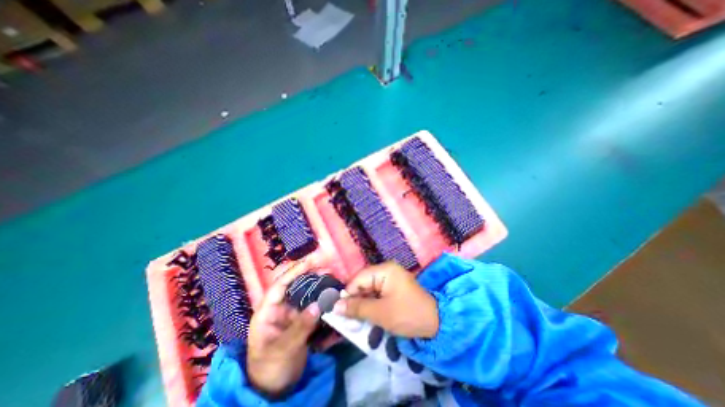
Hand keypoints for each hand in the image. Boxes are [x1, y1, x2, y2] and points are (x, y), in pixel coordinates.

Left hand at [247, 260, 318, 397]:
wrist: (275, 389)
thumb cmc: (270, 369)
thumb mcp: (283, 349)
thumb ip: (300, 327)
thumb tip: (318, 305)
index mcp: (267, 311)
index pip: (279, 285)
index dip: (294, 271)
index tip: (311, 261)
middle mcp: (279, 307)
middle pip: (293, 284)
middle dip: (308, 273)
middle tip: (326, 267)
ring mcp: (291, 313)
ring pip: (303, 292)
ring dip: (316, 283)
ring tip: (330, 276)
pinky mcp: (300, 319)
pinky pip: (311, 303)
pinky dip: (320, 296)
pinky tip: (330, 292)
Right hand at [331, 262, 437, 338]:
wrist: (436, 323)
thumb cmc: (407, 314)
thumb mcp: (380, 313)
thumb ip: (357, 308)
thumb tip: (335, 307)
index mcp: (384, 270)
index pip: (359, 279)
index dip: (348, 294)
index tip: (338, 310)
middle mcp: (386, 270)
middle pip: (363, 283)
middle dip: (355, 300)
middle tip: (346, 318)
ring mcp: (391, 279)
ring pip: (369, 290)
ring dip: (362, 304)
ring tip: (355, 320)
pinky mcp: (393, 288)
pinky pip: (377, 294)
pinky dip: (371, 305)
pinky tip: (367, 316)